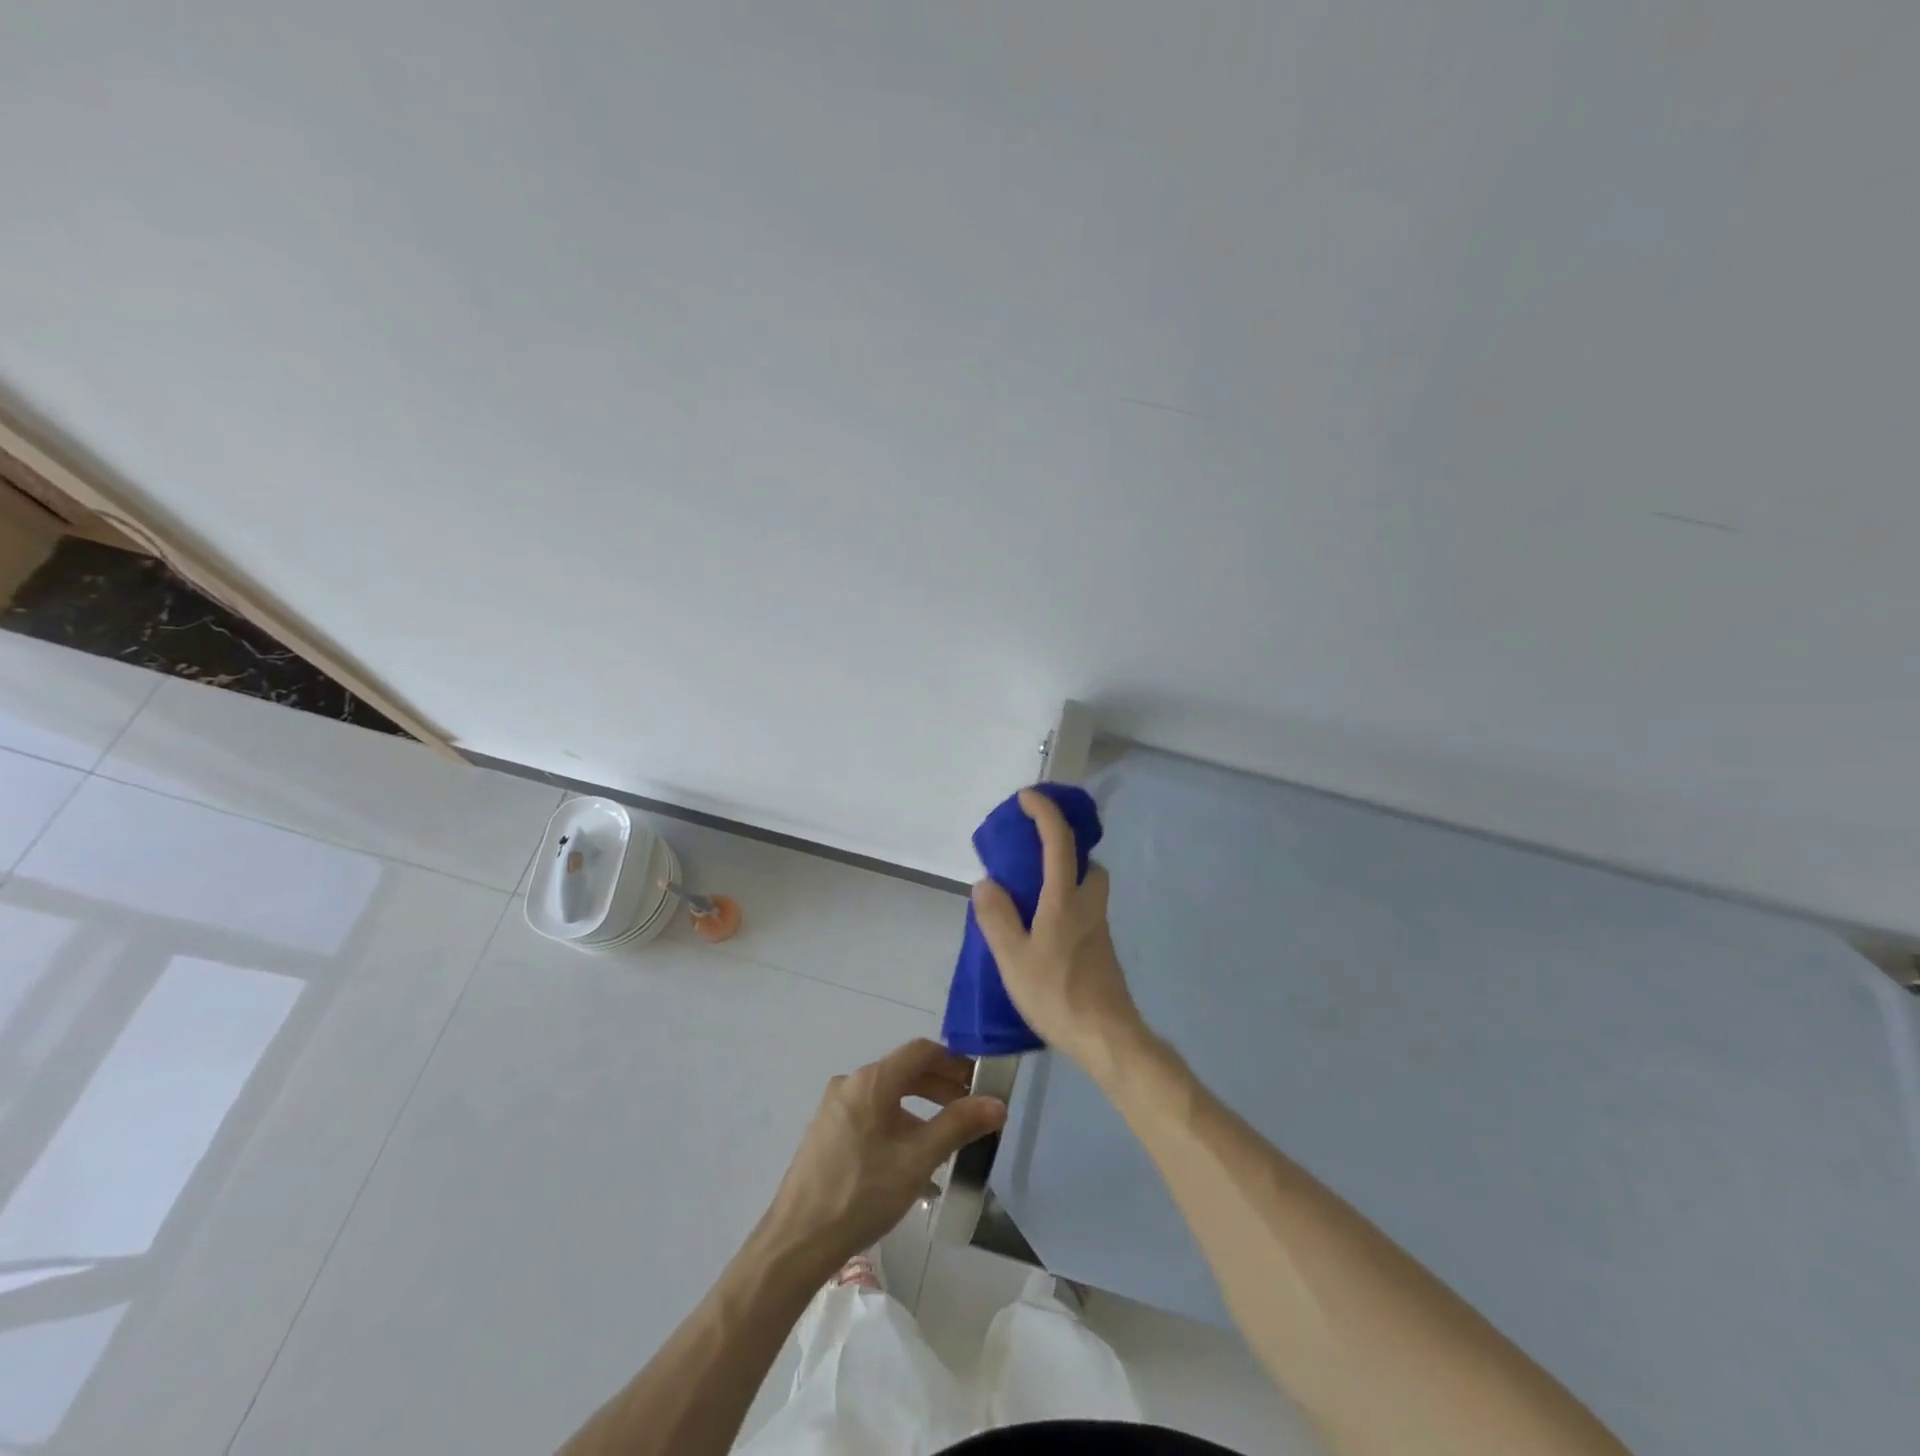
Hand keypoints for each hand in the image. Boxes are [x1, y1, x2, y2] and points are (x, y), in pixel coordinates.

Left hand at [762, 1039, 1006, 1271]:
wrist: (798, 1242)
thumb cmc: (863, 1192)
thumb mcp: (919, 1159)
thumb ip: (959, 1126)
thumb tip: (997, 1103)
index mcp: (872, 1080)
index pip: (921, 1051)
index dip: (954, 1061)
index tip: (978, 1081)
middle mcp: (850, 1084)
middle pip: (904, 1072)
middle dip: (940, 1087)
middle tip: (969, 1109)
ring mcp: (834, 1109)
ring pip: (887, 1097)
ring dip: (920, 1110)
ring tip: (945, 1139)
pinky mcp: (826, 1134)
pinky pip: (871, 1116)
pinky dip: (897, 1125)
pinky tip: (911, 1162)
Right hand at [970, 788, 1145, 1071]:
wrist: (1107, 1037)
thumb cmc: (1056, 994)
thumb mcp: (1012, 958)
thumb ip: (997, 917)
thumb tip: (986, 883)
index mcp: (1065, 899)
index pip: (1059, 841)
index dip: (1044, 812)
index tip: (1027, 797)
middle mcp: (1088, 905)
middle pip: (1085, 861)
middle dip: (1063, 846)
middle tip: (1031, 852)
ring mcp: (1099, 927)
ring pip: (1087, 886)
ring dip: (1066, 875)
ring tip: (1031, 893)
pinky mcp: (1102, 948)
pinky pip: (1084, 909)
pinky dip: (1066, 901)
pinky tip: (1043, 929)